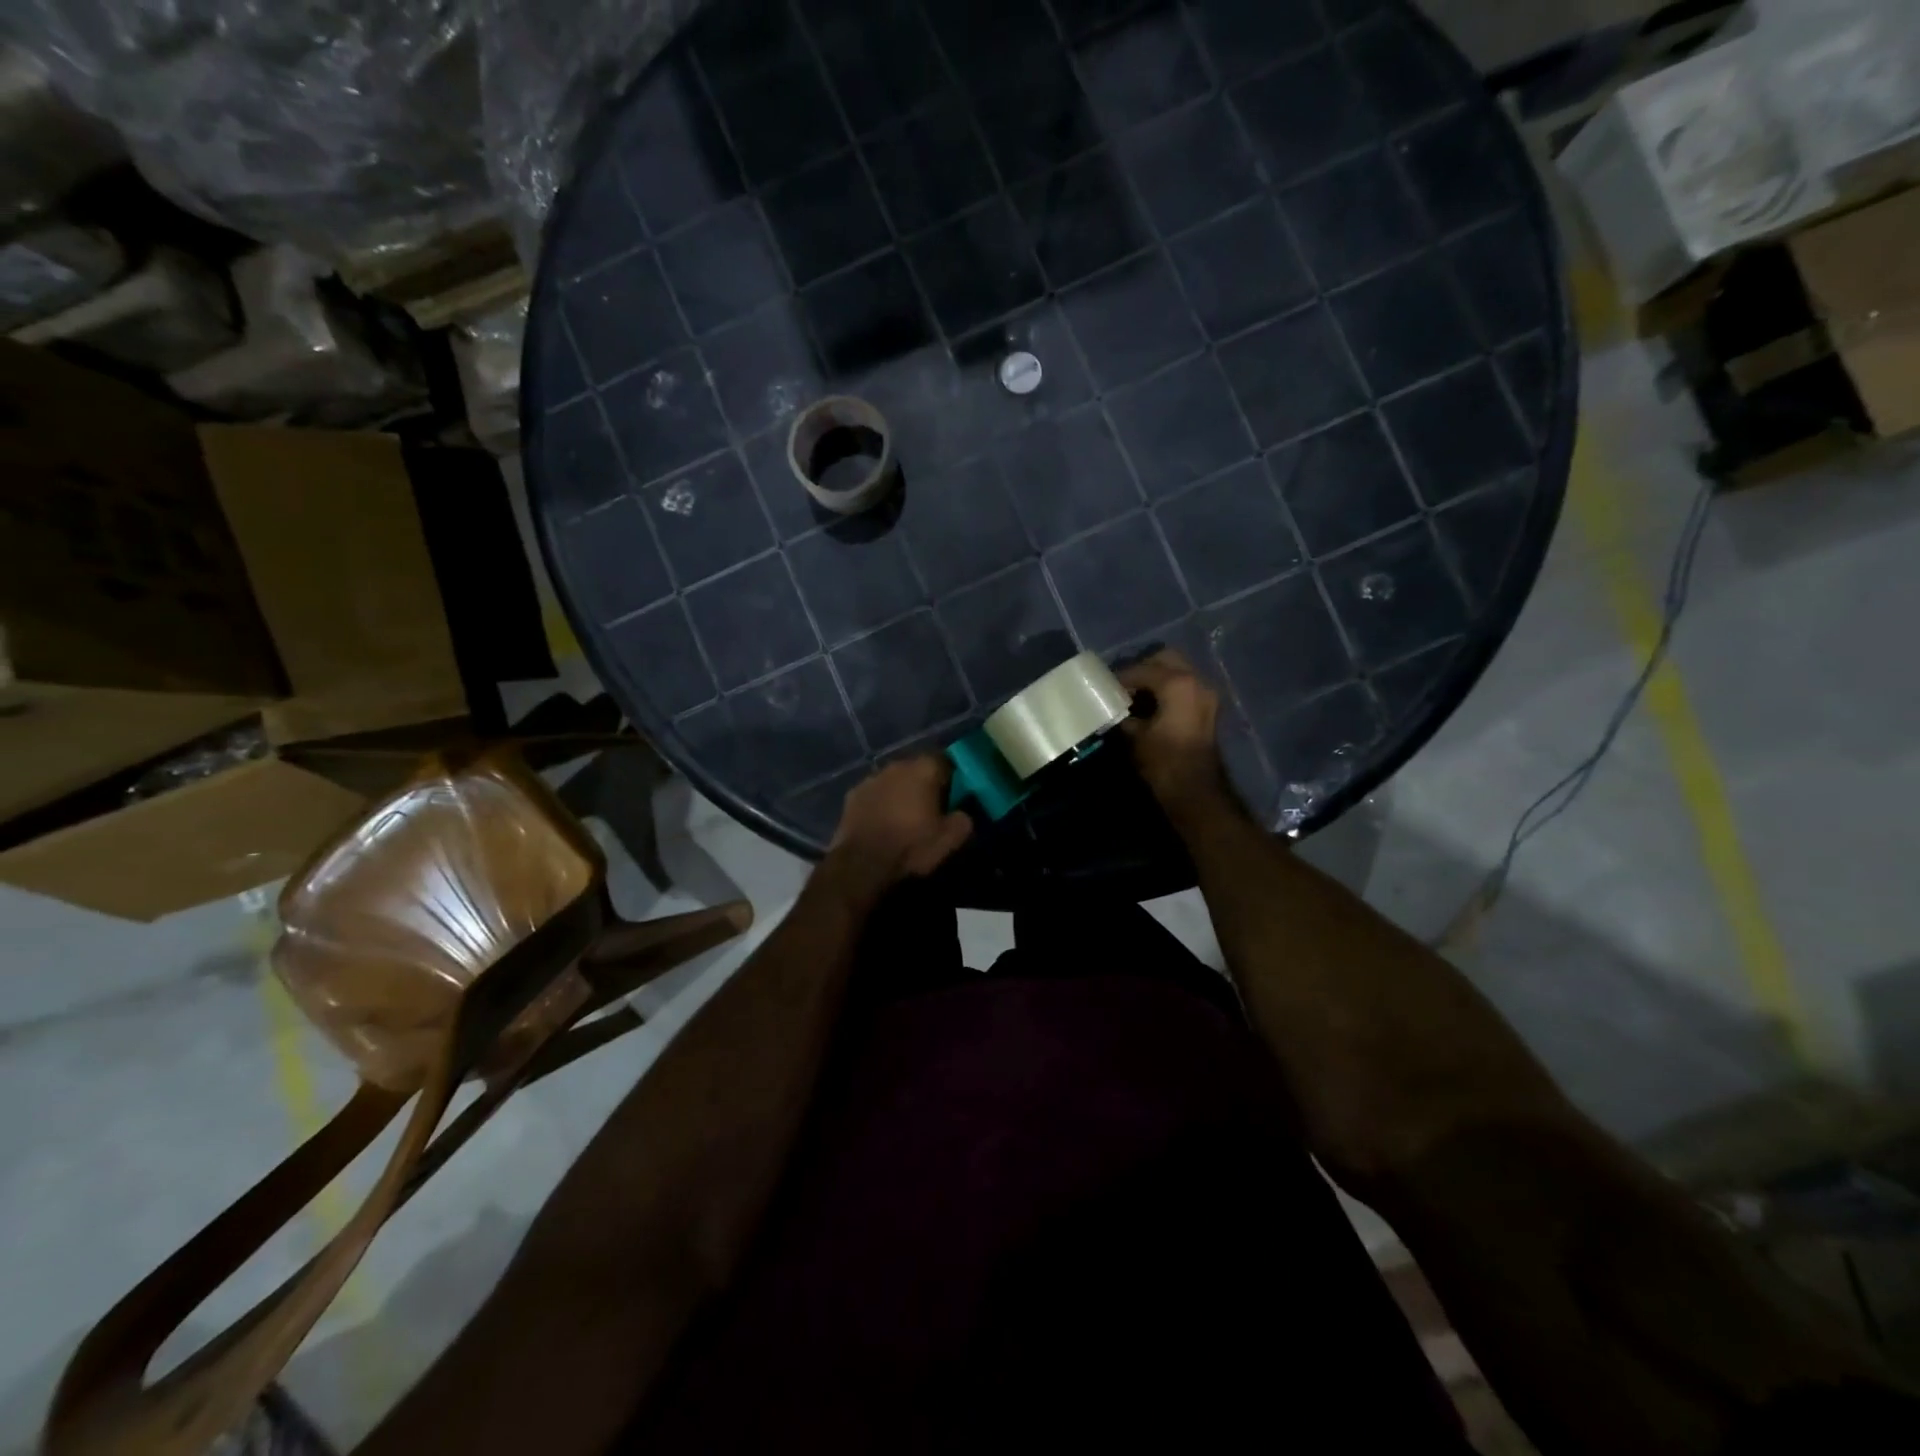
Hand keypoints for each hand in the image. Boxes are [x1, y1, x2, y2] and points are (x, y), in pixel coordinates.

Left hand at [827, 756, 973, 897]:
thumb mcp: (949, 840)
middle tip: (930, 807)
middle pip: (916, 769)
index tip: (953, 796)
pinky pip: (874, 794)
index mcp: (923, 770)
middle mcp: (896, 766)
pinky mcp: (852, 795)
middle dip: (924, 784)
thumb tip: (962, 814)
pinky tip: (881, 822)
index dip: (950, 778)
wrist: (862, 864)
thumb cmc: (910, 847)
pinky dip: (880, 803)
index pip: (944, 761)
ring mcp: (870, 778)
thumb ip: (962, 820)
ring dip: (900, 792)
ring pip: (893, 780)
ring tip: (903, 816)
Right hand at [1119, 649, 1227, 811]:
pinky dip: (1168, 689)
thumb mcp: (1134, 736)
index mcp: (1178, 683)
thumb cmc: (1163, 761)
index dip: (1121, 678)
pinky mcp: (1208, 708)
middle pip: (1166, 659)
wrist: (1195, 790)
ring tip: (1134, 697)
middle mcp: (1196, 681)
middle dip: (1143, 669)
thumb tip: (1113, 708)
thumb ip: (1123, 714)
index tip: (1104, 687)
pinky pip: (1185, 686)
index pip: (1142, 669)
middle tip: (1123, 687)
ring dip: (1156, 678)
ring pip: (1178, 671)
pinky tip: (1150, 705)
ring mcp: (1206, 694)